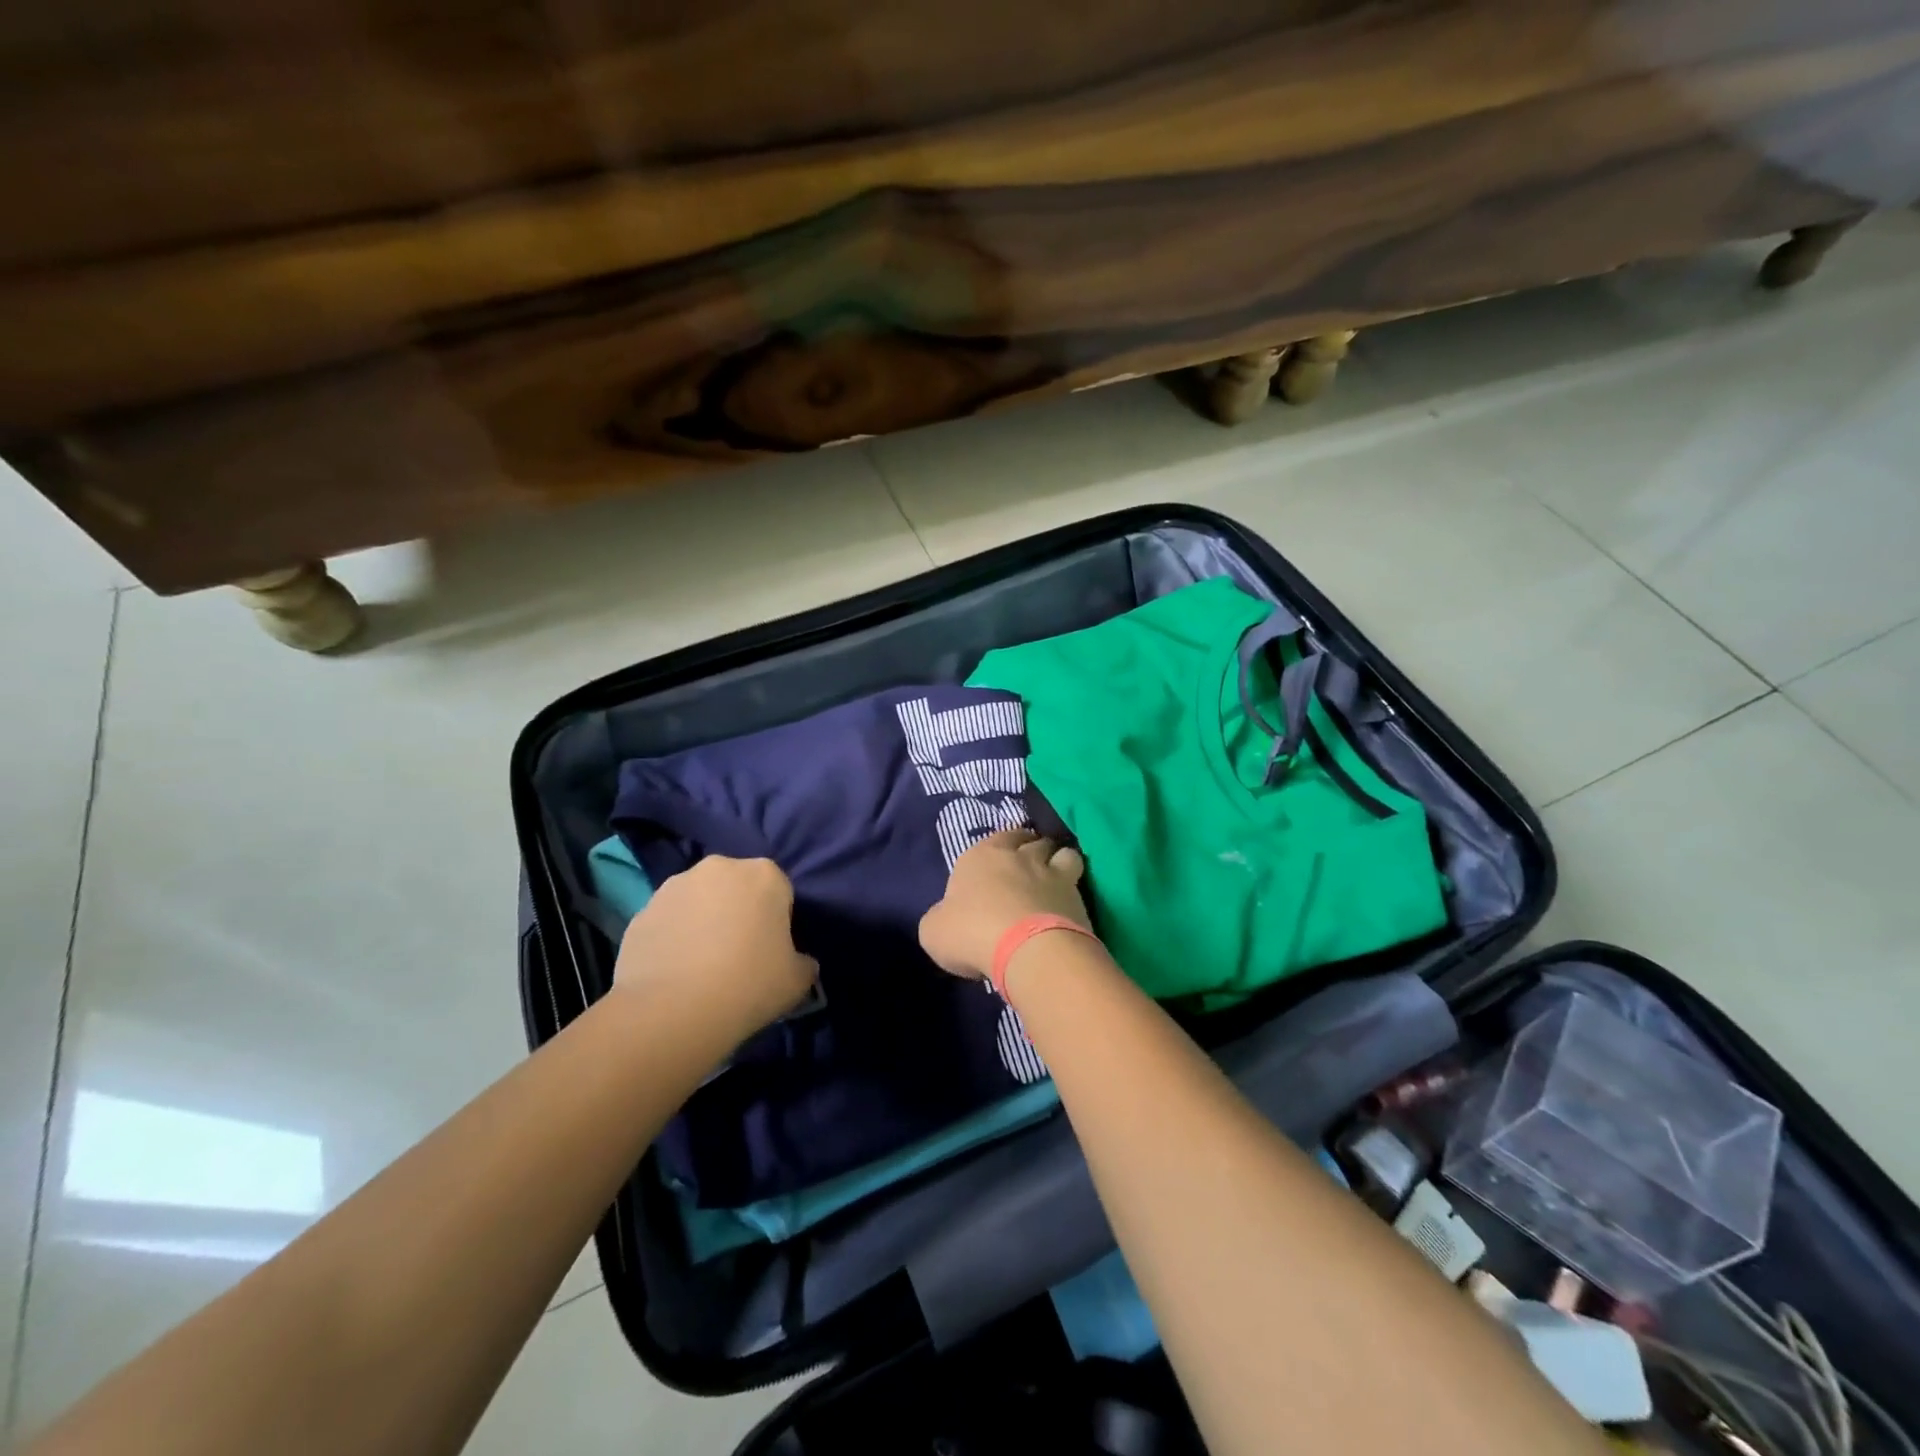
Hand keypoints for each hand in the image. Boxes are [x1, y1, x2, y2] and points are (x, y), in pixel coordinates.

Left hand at [613, 856, 817, 1037]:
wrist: (671, 1011)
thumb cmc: (748, 985)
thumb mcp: (797, 981)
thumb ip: (804, 963)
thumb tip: (801, 963)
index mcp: (765, 874)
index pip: (780, 890)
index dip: (778, 921)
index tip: (773, 951)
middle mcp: (720, 868)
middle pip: (737, 887)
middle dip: (739, 912)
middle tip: (739, 955)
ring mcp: (675, 886)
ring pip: (700, 900)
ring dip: (704, 921)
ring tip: (702, 966)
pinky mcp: (641, 910)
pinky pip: (669, 921)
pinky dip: (674, 938)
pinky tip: (675, 972)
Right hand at [919, 828, 1090, 980]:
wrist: (1026, 949)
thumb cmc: (971, 933)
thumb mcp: (934, 931)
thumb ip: (942, 917)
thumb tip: (949, 918)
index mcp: (980, 856)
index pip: (996, 838)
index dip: (1000, 849)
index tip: (999, 864)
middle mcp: (1019, 856)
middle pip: (1031, 840)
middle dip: (1031, 849)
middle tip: (1029, 867)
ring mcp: (1053, 873)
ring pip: (1063, 853)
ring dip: (1060, 862)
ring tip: (1056, 880)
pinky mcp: (1078, 896)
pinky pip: (1079, 882)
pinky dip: (1075, 889)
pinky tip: (1070, 904)